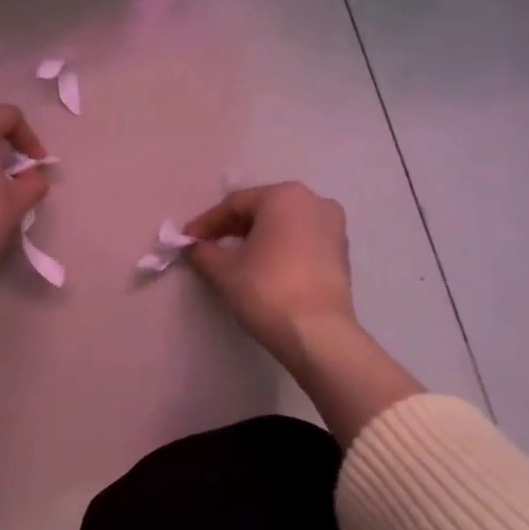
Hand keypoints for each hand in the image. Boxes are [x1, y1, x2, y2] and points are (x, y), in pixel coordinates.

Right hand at [186, 183, 420, 442]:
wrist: (317, 333)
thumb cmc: (266, 290)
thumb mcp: (224, 271)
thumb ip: (203, 252)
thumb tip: (193, 247)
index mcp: (284, 196)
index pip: (235, 204)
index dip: (207, 223)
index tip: (187, 240)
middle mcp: (313, 201)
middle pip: (262, 210)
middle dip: (232, 228)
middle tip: (208, 247)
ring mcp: (333, 226)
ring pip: (284, 225)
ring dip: (257, 238)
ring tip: (234, 258)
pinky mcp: (341, 252)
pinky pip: (301, 241)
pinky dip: (280, 248)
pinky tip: (263, 267)